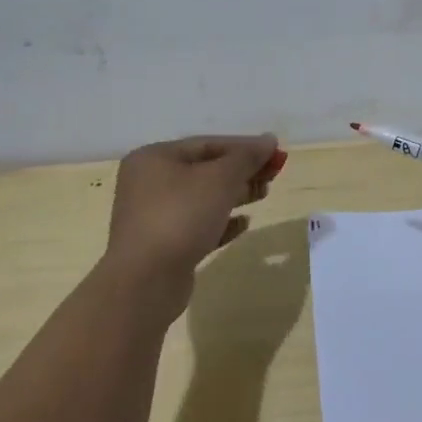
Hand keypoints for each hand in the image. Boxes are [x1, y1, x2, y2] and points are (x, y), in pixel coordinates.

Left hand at [103, 134, 284, 284]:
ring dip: (235, 195)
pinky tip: (244, 224)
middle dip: (241, 171)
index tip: (276, 153)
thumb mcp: (220, 179)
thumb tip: (269, 140)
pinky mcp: (163, 244)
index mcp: (155, 158)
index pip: (208, 144)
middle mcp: (149, 183)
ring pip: (203, 198)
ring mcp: (154, 215)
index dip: (245, 147)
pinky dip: (222, 221)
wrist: (145, 281)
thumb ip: (246, 157)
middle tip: (273, 175)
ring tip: (263, 194)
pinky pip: (198, 225)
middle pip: (205, 169)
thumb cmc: (181, 216)